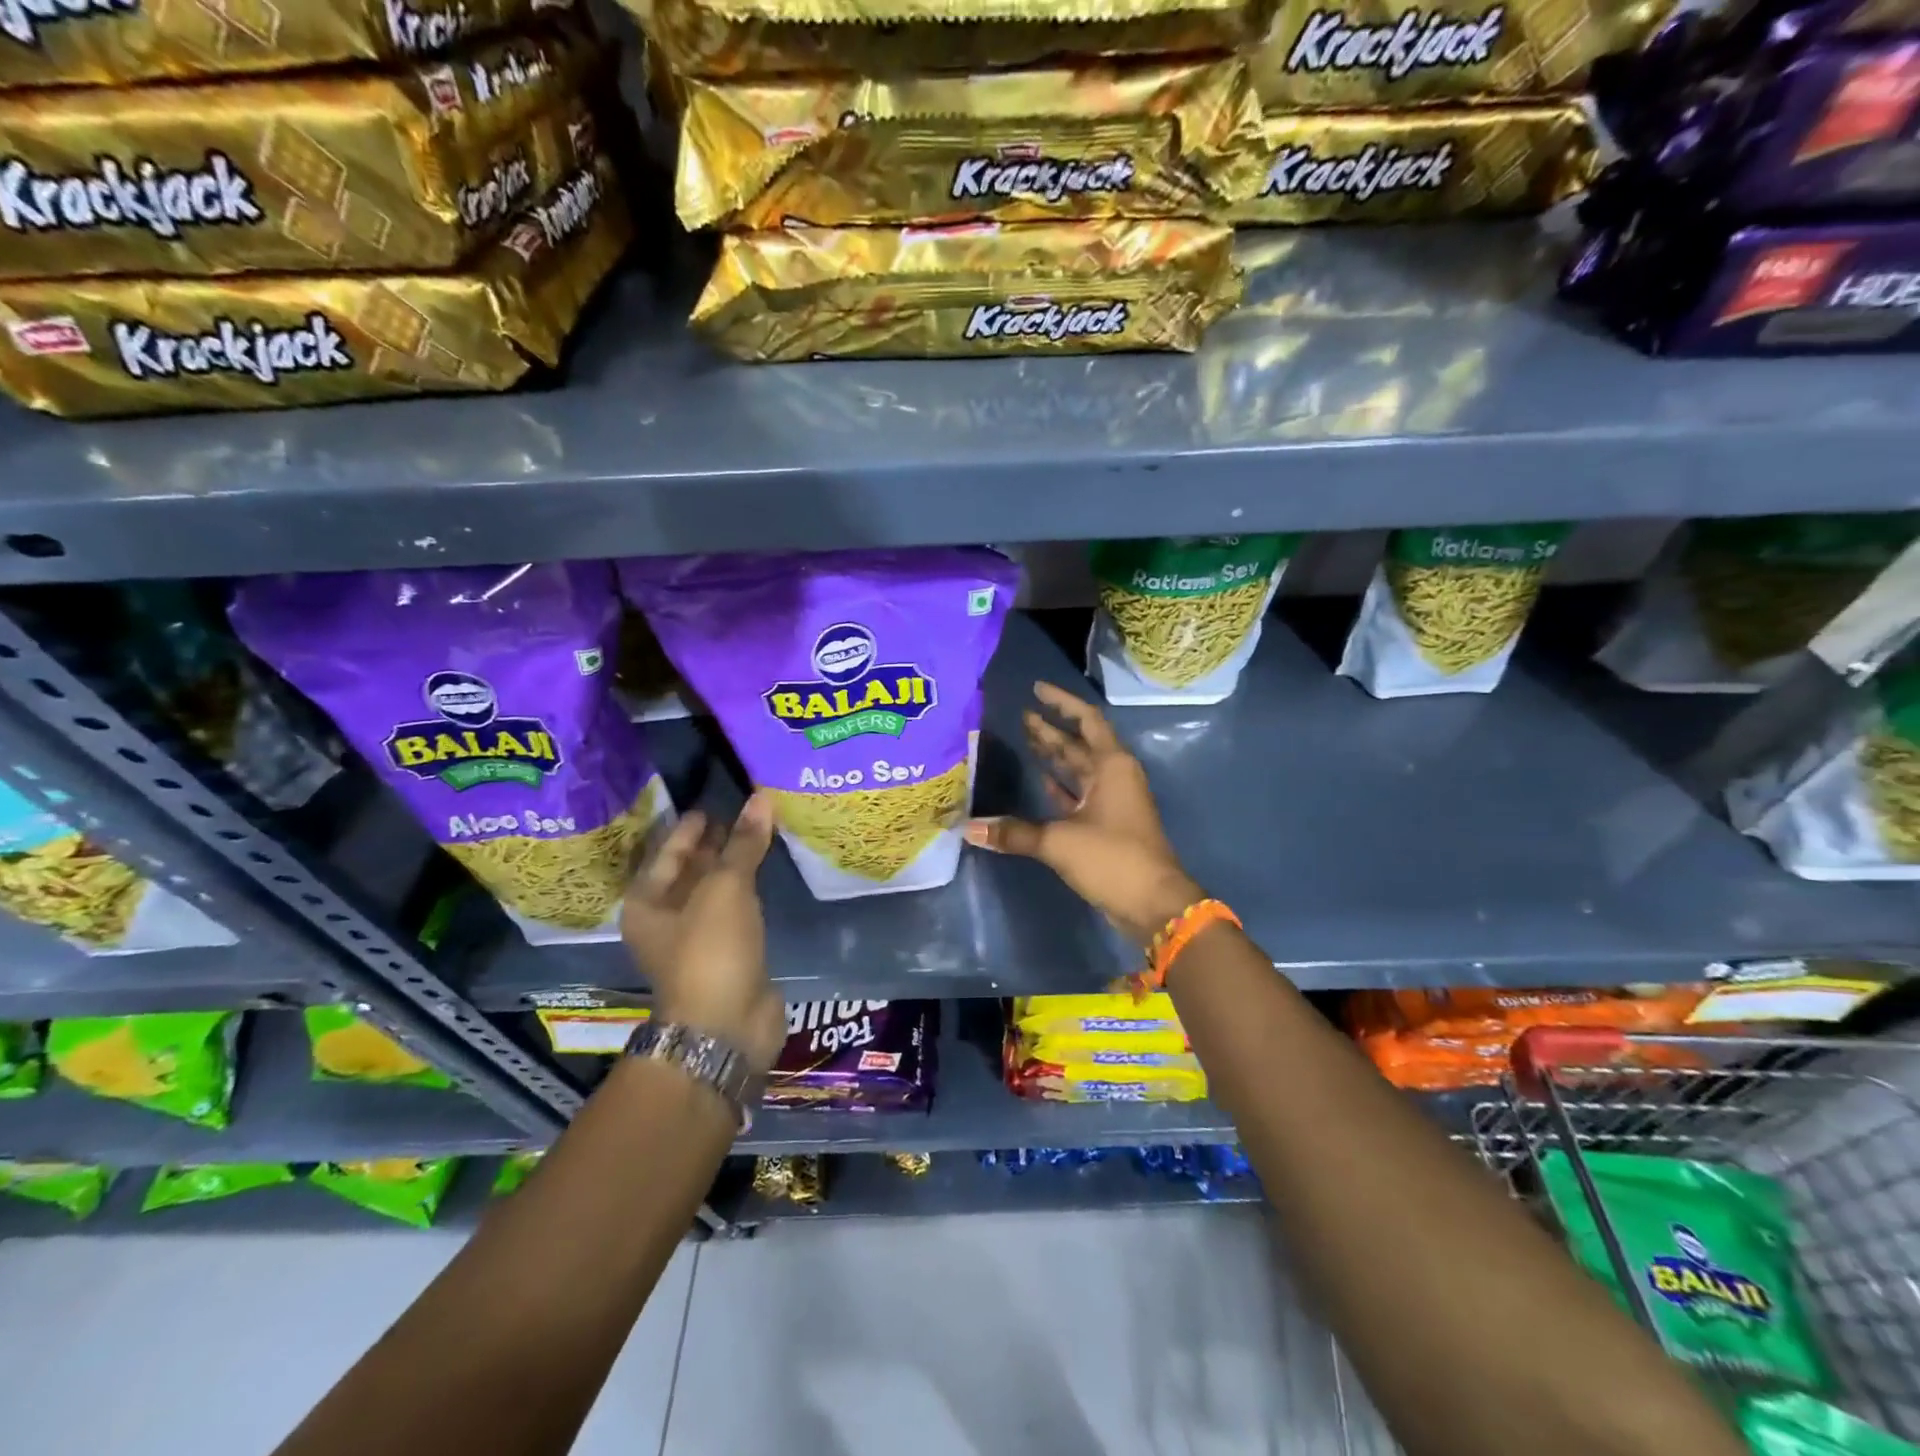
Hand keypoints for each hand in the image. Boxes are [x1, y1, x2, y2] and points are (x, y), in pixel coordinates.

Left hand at [622, 794, 784, 1075]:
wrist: (726, 1027)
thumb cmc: (711, 950)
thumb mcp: (726, 888)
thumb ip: (744, 843)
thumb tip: (761, 798)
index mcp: (647, 902)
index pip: (668, 851)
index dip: (690, 827)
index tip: (714, 803)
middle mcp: (665, 920)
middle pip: (689, 870)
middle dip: (714, 844)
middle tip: (744, 813)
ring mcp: (697, 939)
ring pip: (715, 891)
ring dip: (734, 866)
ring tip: (760, 834)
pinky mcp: (727, 954)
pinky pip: (736, 909)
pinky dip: (749, 890)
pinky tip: (768, 873)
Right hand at [964, 682, 1203, 944]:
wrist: (1154, 904)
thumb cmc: (1113, 858)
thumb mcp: (1059, 842)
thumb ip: (1013, 833)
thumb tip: (967, 828)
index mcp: (1111, 766)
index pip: (1086, 720)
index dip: (1061, 702)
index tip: (1036, 689)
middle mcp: (1114, 776)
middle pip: (1079, 744)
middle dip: (1051, 730)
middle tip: (1020, 716)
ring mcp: (1112, 801)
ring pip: (1079, 769)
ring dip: (1055, 756)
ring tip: (1025, 739)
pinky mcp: (1107, 825)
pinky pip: (1080, 796)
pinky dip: (1061, 788)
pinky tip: (1041, 781)